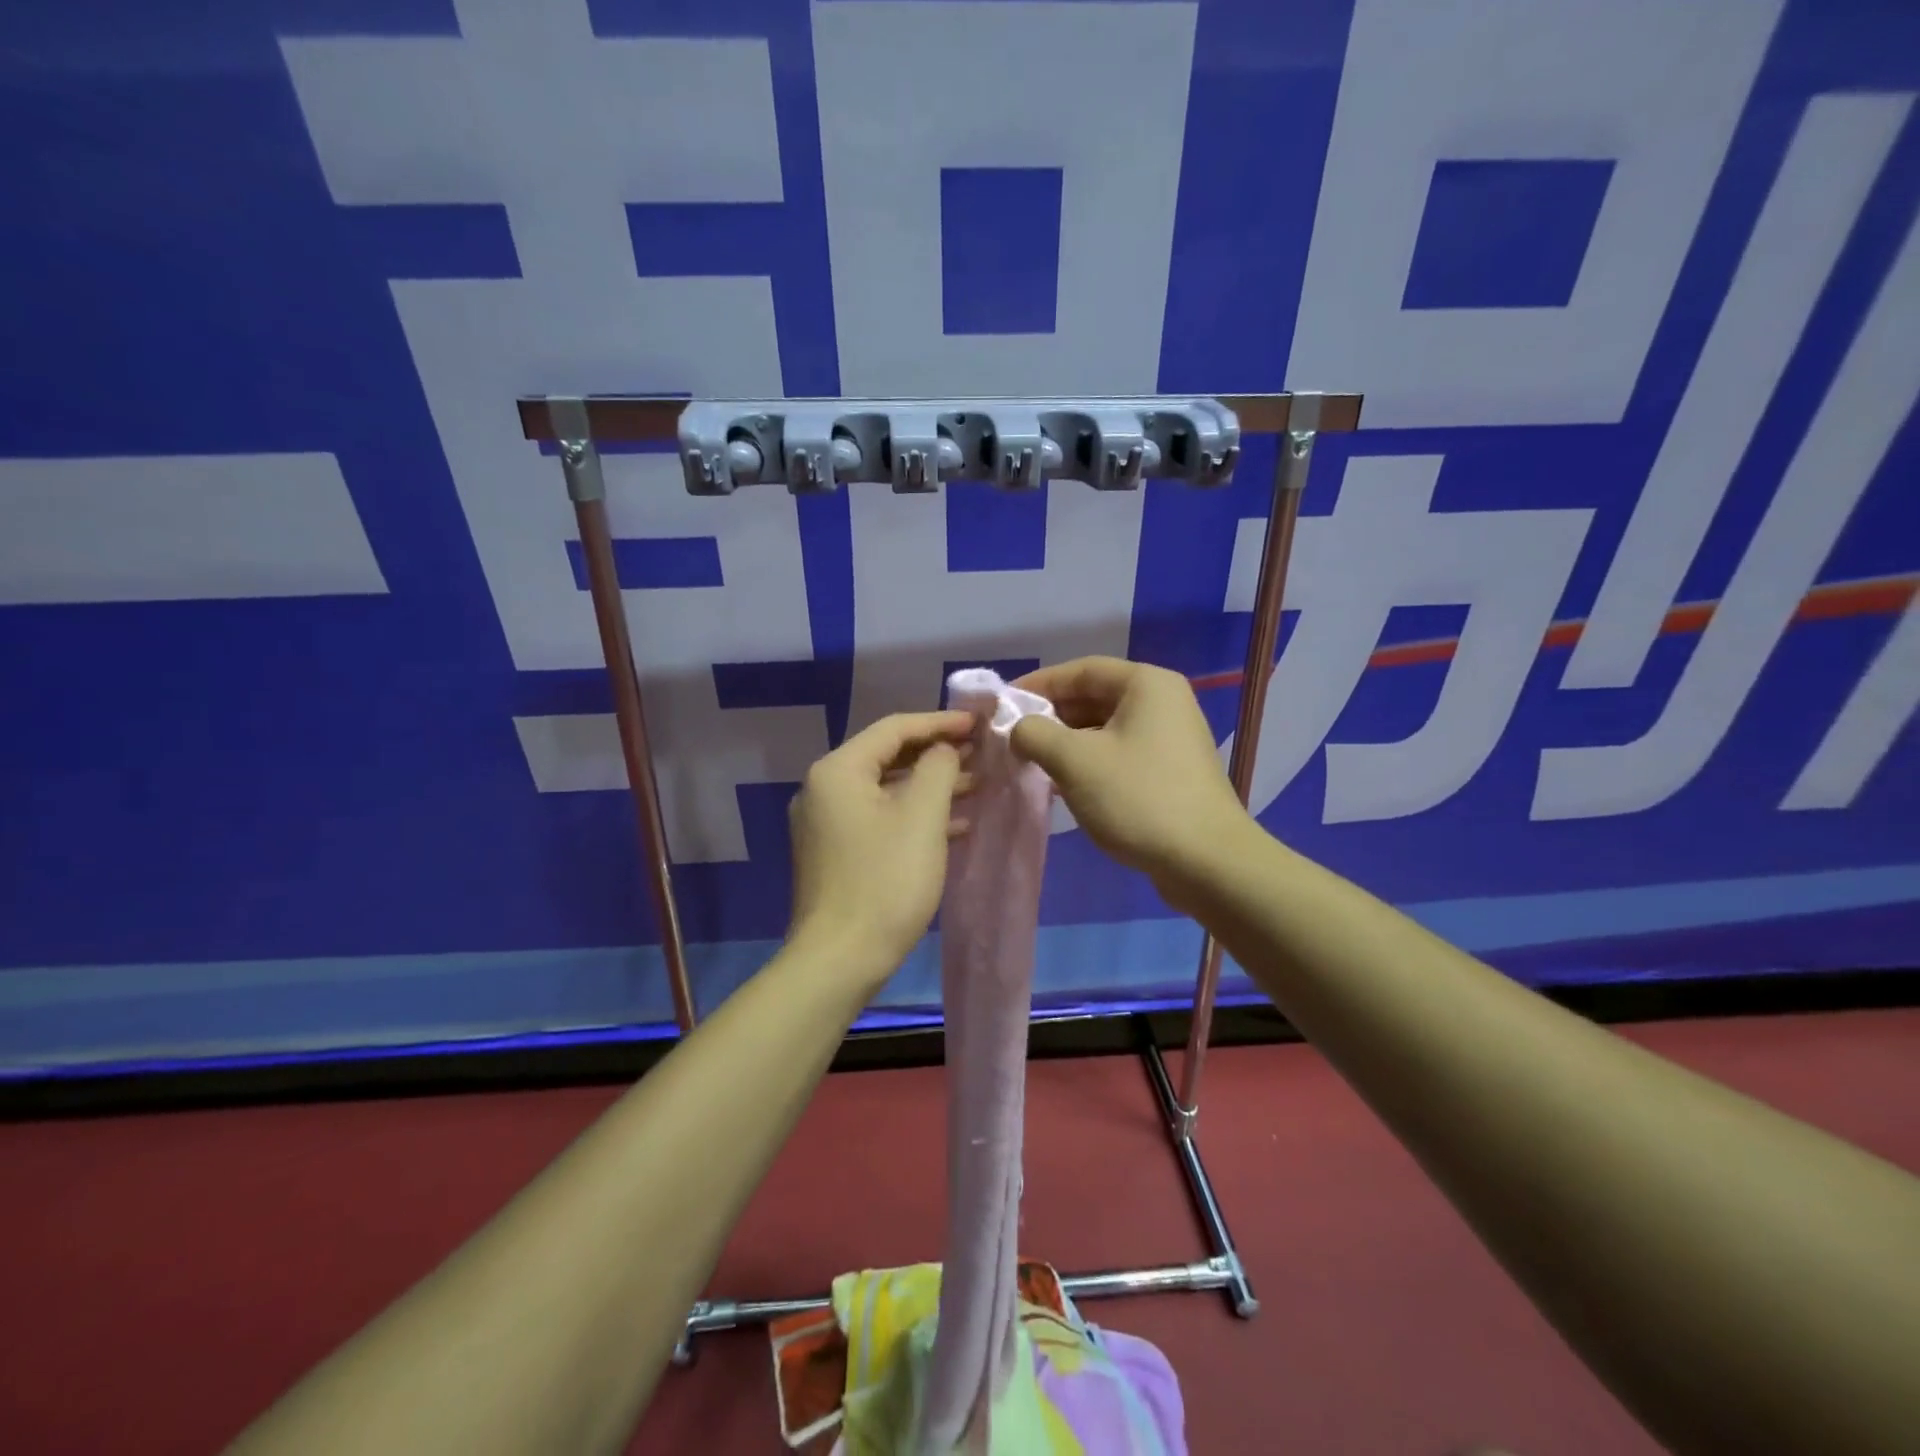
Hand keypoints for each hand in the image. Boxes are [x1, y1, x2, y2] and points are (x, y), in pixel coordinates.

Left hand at [787, 710, 973, 985]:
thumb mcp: (922, 817)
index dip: (939, 722)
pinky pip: (878, 818)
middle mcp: (823, 789)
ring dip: (929, 786)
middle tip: (981, 753)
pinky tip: (952, 825)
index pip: (894, 728)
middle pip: (887, 757)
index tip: (978, 724)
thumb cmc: (885, 882)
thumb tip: (943, 749)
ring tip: (976, 785)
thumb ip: (939, 768)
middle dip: (937, 755)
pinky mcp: (835, 852)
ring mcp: (826, 823)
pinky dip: (913, 815)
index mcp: (838, 770)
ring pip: (885, 790)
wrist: (839, 960)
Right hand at [1009, 657, 1250, 893]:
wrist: (1206, 861)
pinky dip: (1089, 763)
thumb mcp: (1075, 761)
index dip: (1038, 684)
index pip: (1081, 670)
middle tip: (1013, 738)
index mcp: (1146, 685)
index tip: (1003, 704)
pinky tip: (1063, 785)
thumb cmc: (1138, 798)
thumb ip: (1035, 734)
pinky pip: (1119, 754)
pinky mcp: (1170, 771)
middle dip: (1051, 717)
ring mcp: (1170, 738)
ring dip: (1067, 743)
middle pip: (1094, 697)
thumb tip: (1019, 729)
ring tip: (1031, 763)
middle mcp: (1163, 702)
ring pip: (1105, 729)